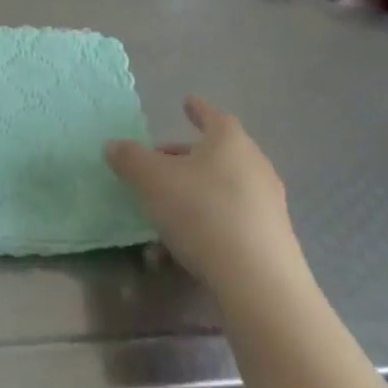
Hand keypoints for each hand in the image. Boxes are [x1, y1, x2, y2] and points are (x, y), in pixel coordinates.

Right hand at [105, 96, 303, 294]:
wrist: (260, 285)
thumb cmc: (203, 213)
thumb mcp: (152, 180)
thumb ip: (130, 158)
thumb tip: (113, 145)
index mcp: (229, 141)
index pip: (212, 115)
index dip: (196, 109)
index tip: (186, 103)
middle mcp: (254, 165)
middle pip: (217, 153)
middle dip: (187, 157)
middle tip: (161, 163)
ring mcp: (268, 204)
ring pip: (223, 189)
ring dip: (194, 195)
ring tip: (164, 212)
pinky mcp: (273, 241)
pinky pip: (232, 222)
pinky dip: (208, 225)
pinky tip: (183, 249)